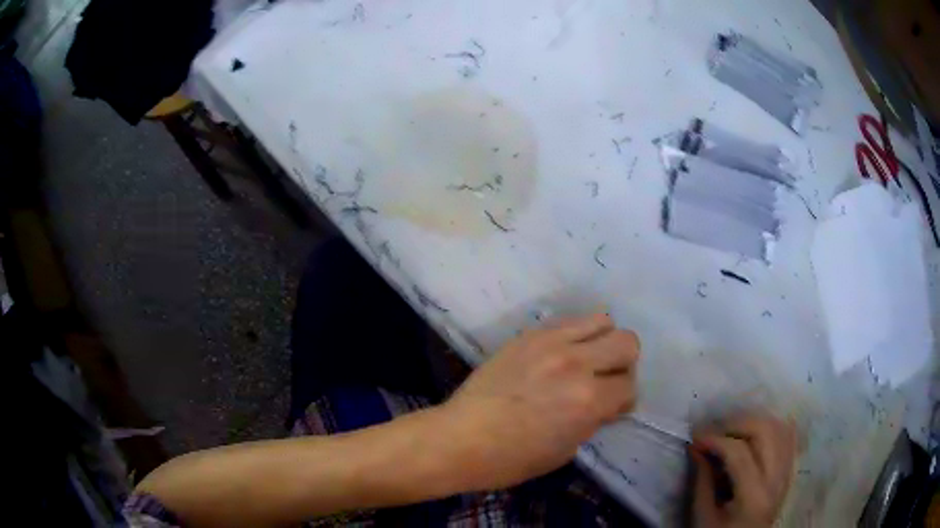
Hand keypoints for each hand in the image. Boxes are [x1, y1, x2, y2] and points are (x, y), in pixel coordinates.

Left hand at [438, 314, 639, 489]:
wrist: (461, 438)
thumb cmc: (512, 459)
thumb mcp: (566, 450)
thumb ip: (593, 419)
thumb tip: (604, 403)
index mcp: (588, 401)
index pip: (630, 386)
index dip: (623, 400)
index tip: (611, 408)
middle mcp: (576, 364)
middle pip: (627, 342)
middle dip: (624, 364)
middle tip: (605, 380)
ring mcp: (551, 343)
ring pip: (602, 321)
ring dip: (602, 342)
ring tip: (586, 360)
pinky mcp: (529, 335)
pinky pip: (568, 320)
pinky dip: (576, 334)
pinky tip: (562, 353)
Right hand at [691, 415, 796, 527]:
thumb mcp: (703, 516)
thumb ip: (702, 481)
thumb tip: (696, 448)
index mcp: (753, 496)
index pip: (739, 453)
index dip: (716, 440)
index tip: (695, 438)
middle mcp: (776, 479)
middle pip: (765, 431)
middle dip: (737, 424)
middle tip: (715, 432)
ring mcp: (787, 472)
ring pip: (779, 428)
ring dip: (754, 422)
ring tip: (732, 432)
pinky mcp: (788, 471)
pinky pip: (787, 438)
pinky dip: (771, 428)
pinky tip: (754, 433)